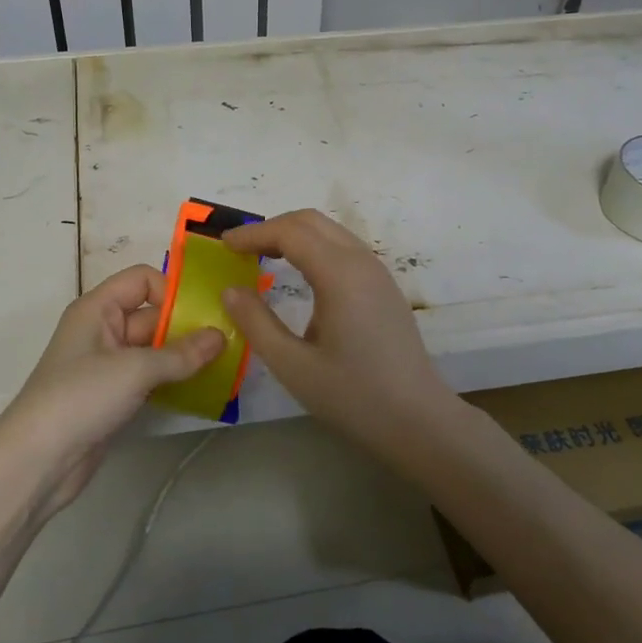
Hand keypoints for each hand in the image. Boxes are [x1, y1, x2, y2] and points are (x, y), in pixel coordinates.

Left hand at [0, 265, 224, 515]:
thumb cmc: (81, 398)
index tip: (203, 314)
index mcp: (98, 308)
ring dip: (184, 355)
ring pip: (154, 348)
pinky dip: (173, 379)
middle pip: (152, 314)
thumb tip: (222, 336)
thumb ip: (181, 353)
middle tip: (228, 340)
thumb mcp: (134, 370)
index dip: (172, 291)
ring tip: (223, 364)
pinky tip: (202, 388)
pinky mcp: (114, 395)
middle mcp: (102, 329)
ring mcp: (108, 365)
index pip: (142, 280)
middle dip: (187, 325)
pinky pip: (150, 376)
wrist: (37, 461)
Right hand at [218, 210, 460, 447]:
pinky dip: (313, 248)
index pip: (290, 232)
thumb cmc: (353, 396)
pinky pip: (343, 249)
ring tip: (261, 257)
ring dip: (293, 235)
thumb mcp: (293, 366)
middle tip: (239, 249)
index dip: (253, 233)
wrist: (418, 420)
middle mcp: (361, 262)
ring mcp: (377, 272)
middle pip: (311, 222)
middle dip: (271, 227)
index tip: (223, 245)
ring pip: (329, 232)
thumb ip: (257, 323)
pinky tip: (298, 275)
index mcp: (340, 275)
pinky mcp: (384, 287)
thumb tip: (230, 290)